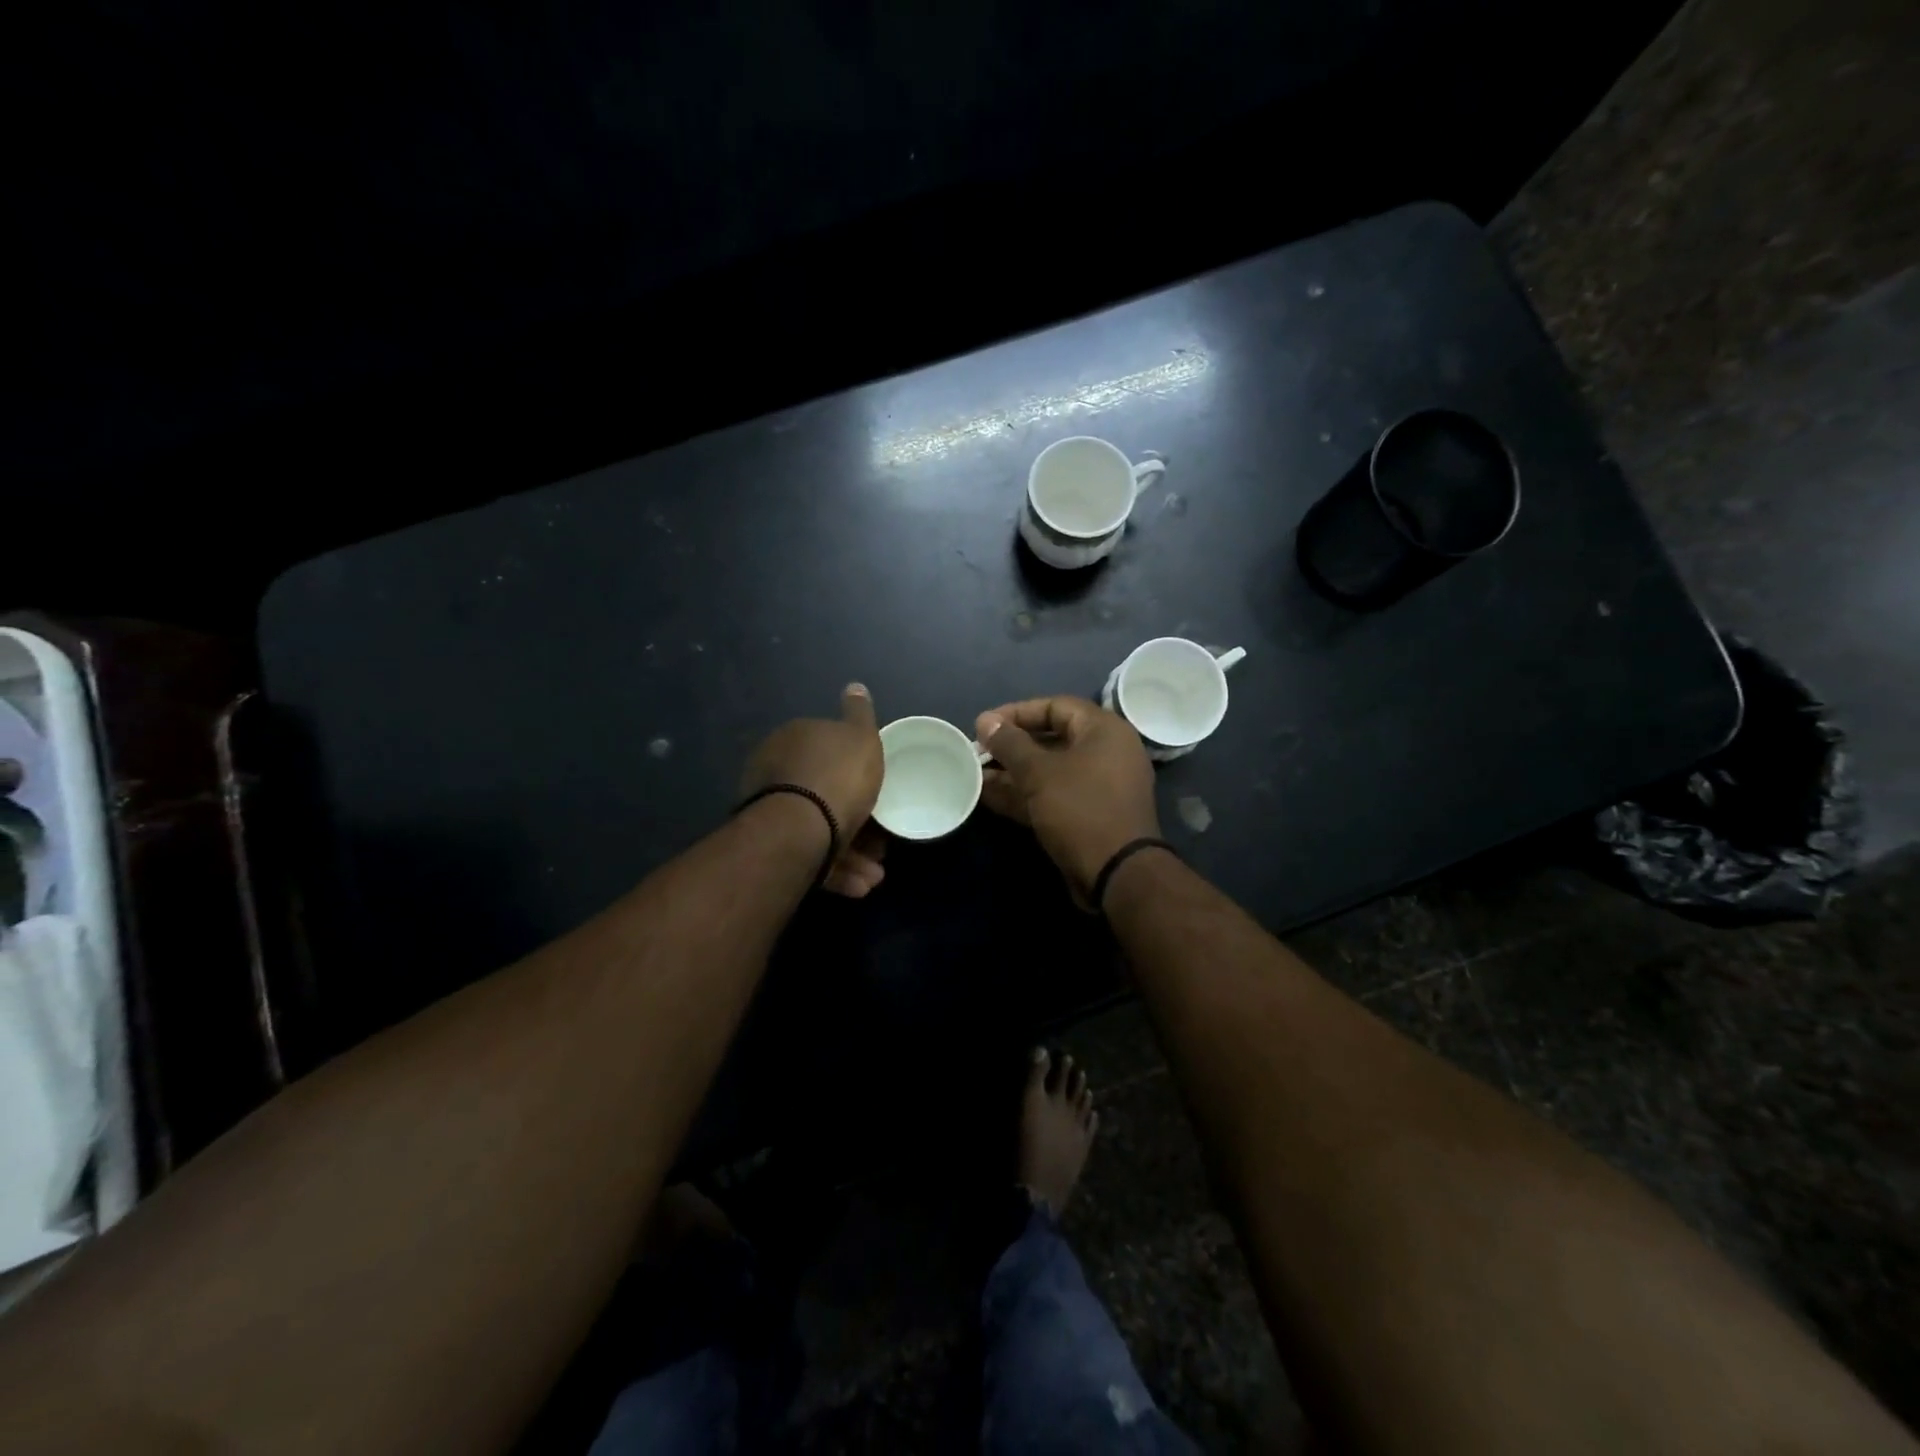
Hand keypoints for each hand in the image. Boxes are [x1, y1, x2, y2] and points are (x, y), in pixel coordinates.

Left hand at [741, 684, 885, 896]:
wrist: (800, 828)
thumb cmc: (838, 776)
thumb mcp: (860, 737)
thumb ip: (859, 714)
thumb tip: (853, 686)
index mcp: (795, 740)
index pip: (828, 751)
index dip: (857, 773)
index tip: (880, 795)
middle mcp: (777, 772)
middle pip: (825, 795)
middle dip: (857, 820)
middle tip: (882, 843)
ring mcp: (772, 811)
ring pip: (820, 830)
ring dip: (851, 853)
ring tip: (874, 874)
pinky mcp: (772, 847)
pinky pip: (809, 856)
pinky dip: (835, 869)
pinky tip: (858, 884)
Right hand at [975, 696, 1159, 901]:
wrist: (1116, 874)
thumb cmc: (1080, 809)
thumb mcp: (1039, 772)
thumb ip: (1010, 743)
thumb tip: (986, 720)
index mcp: (1104, 731)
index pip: (1055, 706)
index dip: (1017, 712)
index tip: (985, 725)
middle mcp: (1106, 753)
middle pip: (1051, 739)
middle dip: (1011, 747)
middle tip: (978, 752)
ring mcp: (1098, 786)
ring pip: (1049, 771)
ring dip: (1013, 773)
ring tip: (975, 775)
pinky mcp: (1088, 815)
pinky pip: (1053, 795)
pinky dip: (1025, 794)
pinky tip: (989, 797)